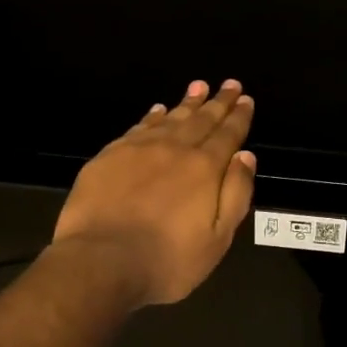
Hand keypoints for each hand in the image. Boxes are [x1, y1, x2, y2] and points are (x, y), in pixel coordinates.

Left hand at [54, 79, 256, 306]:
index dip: (239, 117)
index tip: (246, 99)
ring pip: (170, 118)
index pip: (228, 135)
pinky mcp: (109, 156)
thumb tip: (246, 156)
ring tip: (198, 86)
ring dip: (187, 103)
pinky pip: (138, 128)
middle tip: (229, 84)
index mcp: (205, 168)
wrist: (101, 262)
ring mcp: (139, 150)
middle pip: (201, 120)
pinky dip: (153, 116)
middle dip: (218, 102)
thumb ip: (236, 194)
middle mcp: (175, 149)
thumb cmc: (167, 259)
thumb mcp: (218, 238)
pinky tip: (158, 110)